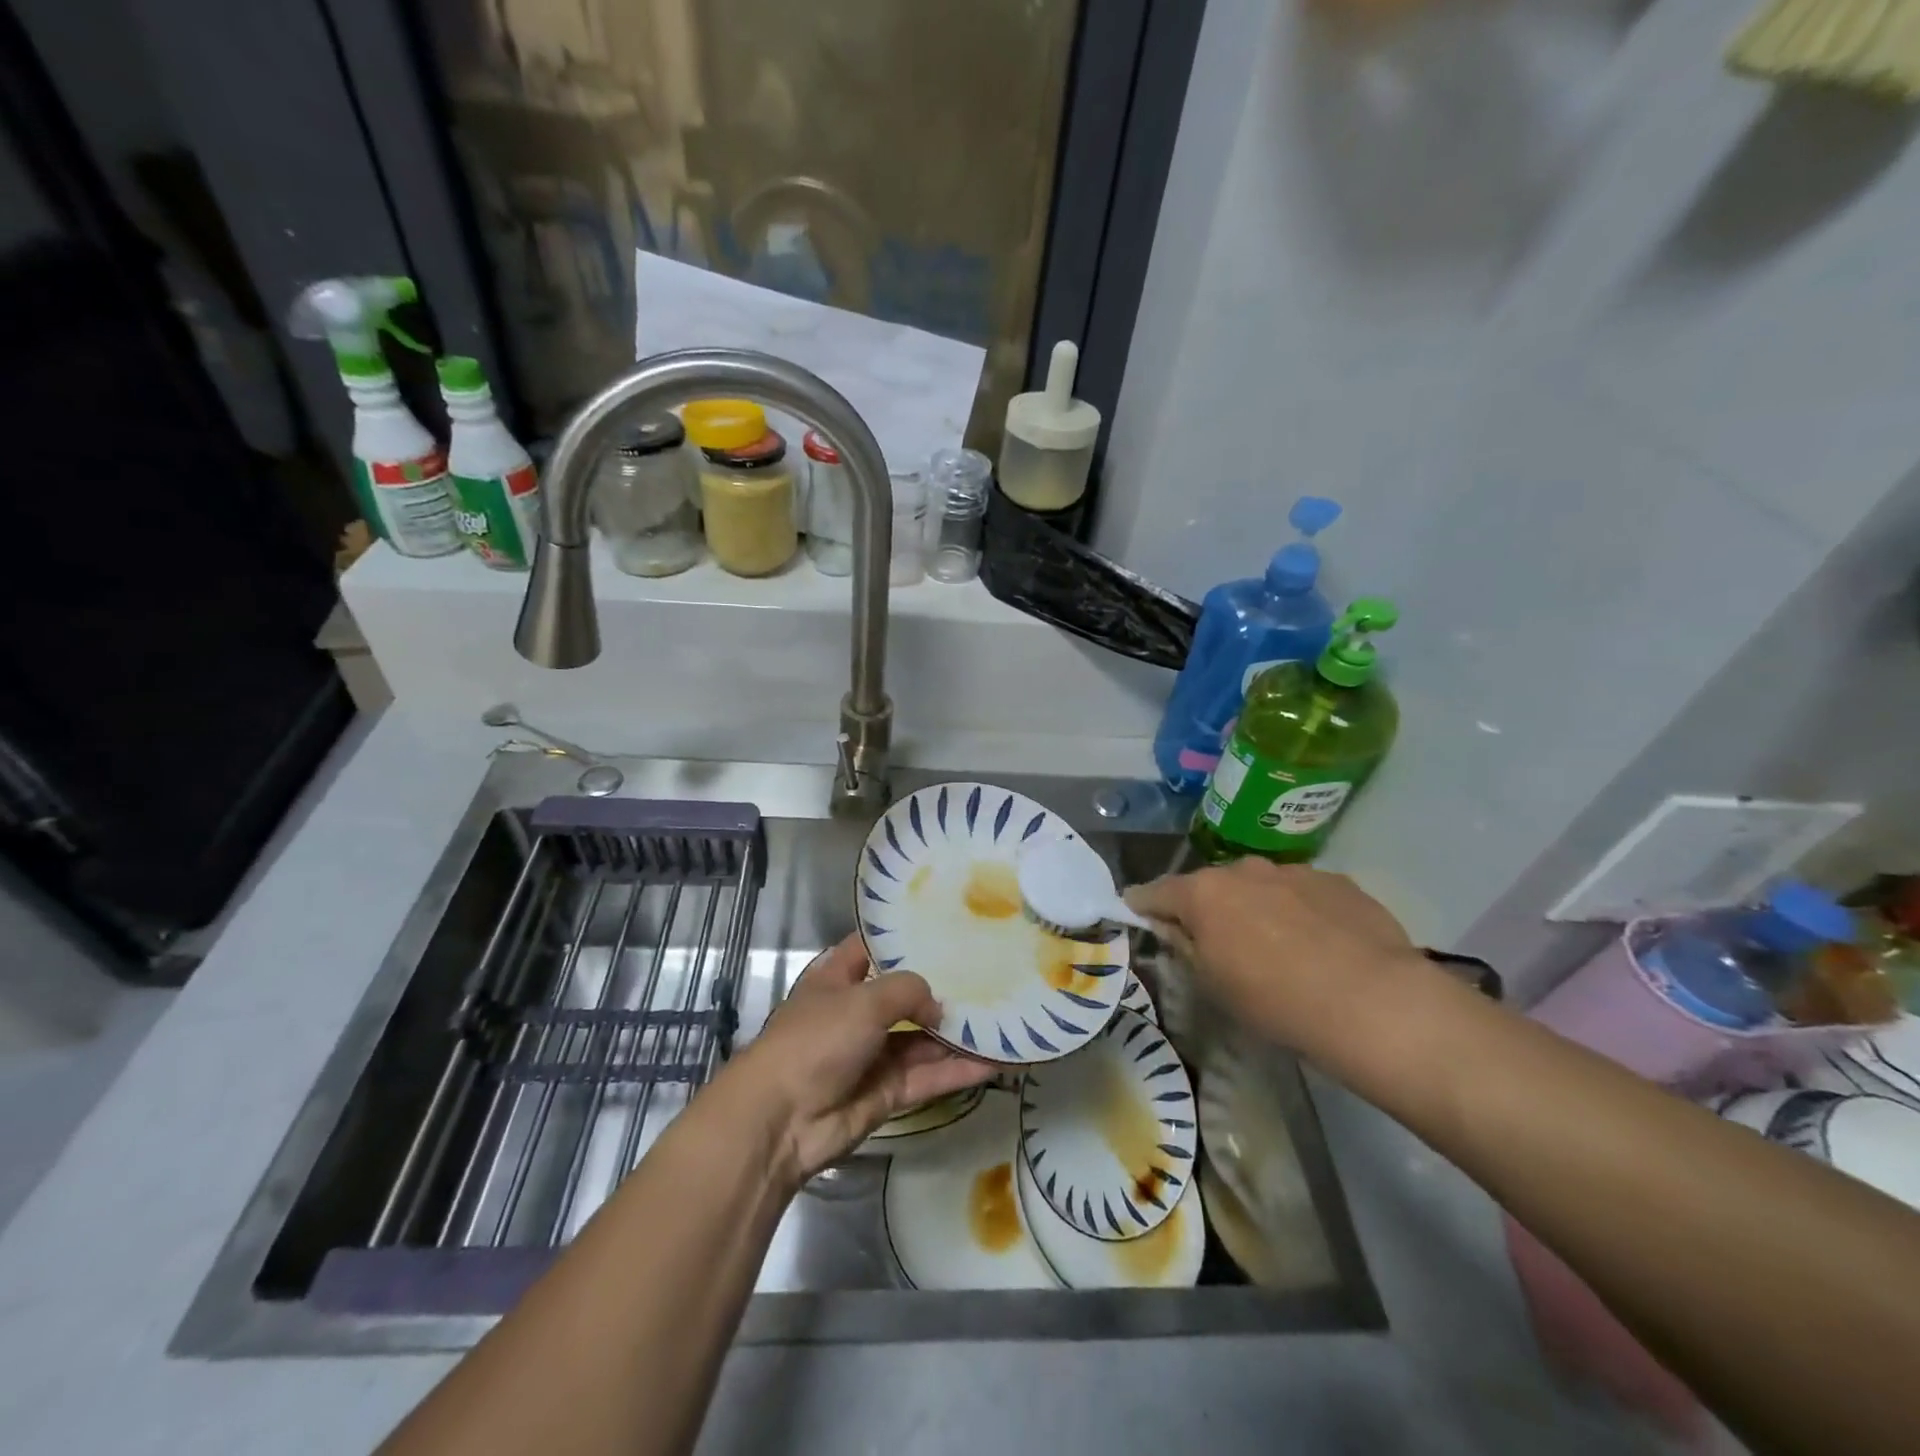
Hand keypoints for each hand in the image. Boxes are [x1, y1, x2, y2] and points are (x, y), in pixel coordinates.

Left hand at [718, 934, 992, 1184]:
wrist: (783, 1120)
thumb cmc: (816, 1040)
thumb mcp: (863, 1000)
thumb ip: (908, 991)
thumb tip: (937, 1008)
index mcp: (837, 978)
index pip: (874, 947)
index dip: (904, 937)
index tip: (945, 925)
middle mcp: (857, 1012)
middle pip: (906, 994)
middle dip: (942, 986)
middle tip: (989, 971)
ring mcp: (873, 1054)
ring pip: (924, 1039)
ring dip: (958, 1032)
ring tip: (1004, 1016)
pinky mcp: (888, 1092)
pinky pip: (929, 1076)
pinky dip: (959, 1070)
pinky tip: (996, 1060)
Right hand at [1124, 858, 1424, 1056]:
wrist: (1373, 1002)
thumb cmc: (1275, 1000)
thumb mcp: (1213, 984)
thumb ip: (1185, 945)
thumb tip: (1171, 926)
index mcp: (1204, 892)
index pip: (1156, 891)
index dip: (1142, 904)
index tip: (1137, 914)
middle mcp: (1244, 869)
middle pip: (1211, 886)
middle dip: (1208, 908)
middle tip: (1218, 942)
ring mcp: (1294, 871)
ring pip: (1260, 886)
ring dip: (1257, 907)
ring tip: (1278, 946)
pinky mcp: (1338, 881)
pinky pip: (1304, 893)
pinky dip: (1300, 911)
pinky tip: (1322, 946)